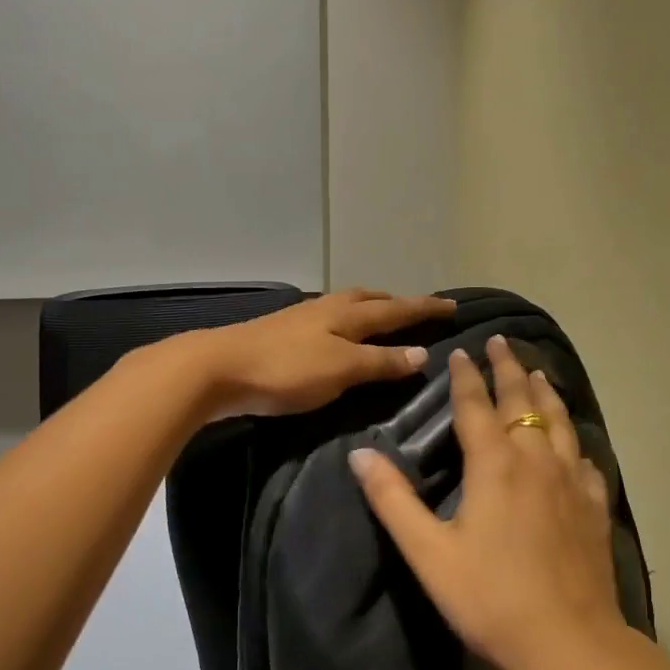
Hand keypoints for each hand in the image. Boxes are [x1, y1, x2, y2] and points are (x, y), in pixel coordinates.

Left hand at [190, 289, 457, 419]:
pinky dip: (345, 324)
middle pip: (369, 299)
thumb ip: (380, 362)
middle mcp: (327, 309)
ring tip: (380, 319)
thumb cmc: (286, 370)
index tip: (453, 305)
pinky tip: (336, 336)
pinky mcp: (281, 333)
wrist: (217, 368)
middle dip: (395, 303)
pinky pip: (327, 321)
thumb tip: (422, 353)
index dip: (425, 309)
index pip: (396, 310)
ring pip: (346, 307)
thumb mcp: (341, 369)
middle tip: (415, 309)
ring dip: (369, 310)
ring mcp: (301, 319)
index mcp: (347, 314)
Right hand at [349, 336, 632, 669]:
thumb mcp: (428, 552)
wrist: (569, 643)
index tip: (460, 352)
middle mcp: (536, 460)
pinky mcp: (593, 506)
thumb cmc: (490, 598)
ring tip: (537, 372)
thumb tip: (360, 455)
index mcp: (494, 464)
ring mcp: (571, 481)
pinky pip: (584, 456)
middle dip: (509, 369)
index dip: (465, 377)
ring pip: (559, 421)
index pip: (476, 406)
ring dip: (544, 392)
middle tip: (502, 342)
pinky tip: (573, 442)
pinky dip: (573, 438)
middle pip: (522, 401)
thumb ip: (393, 500)